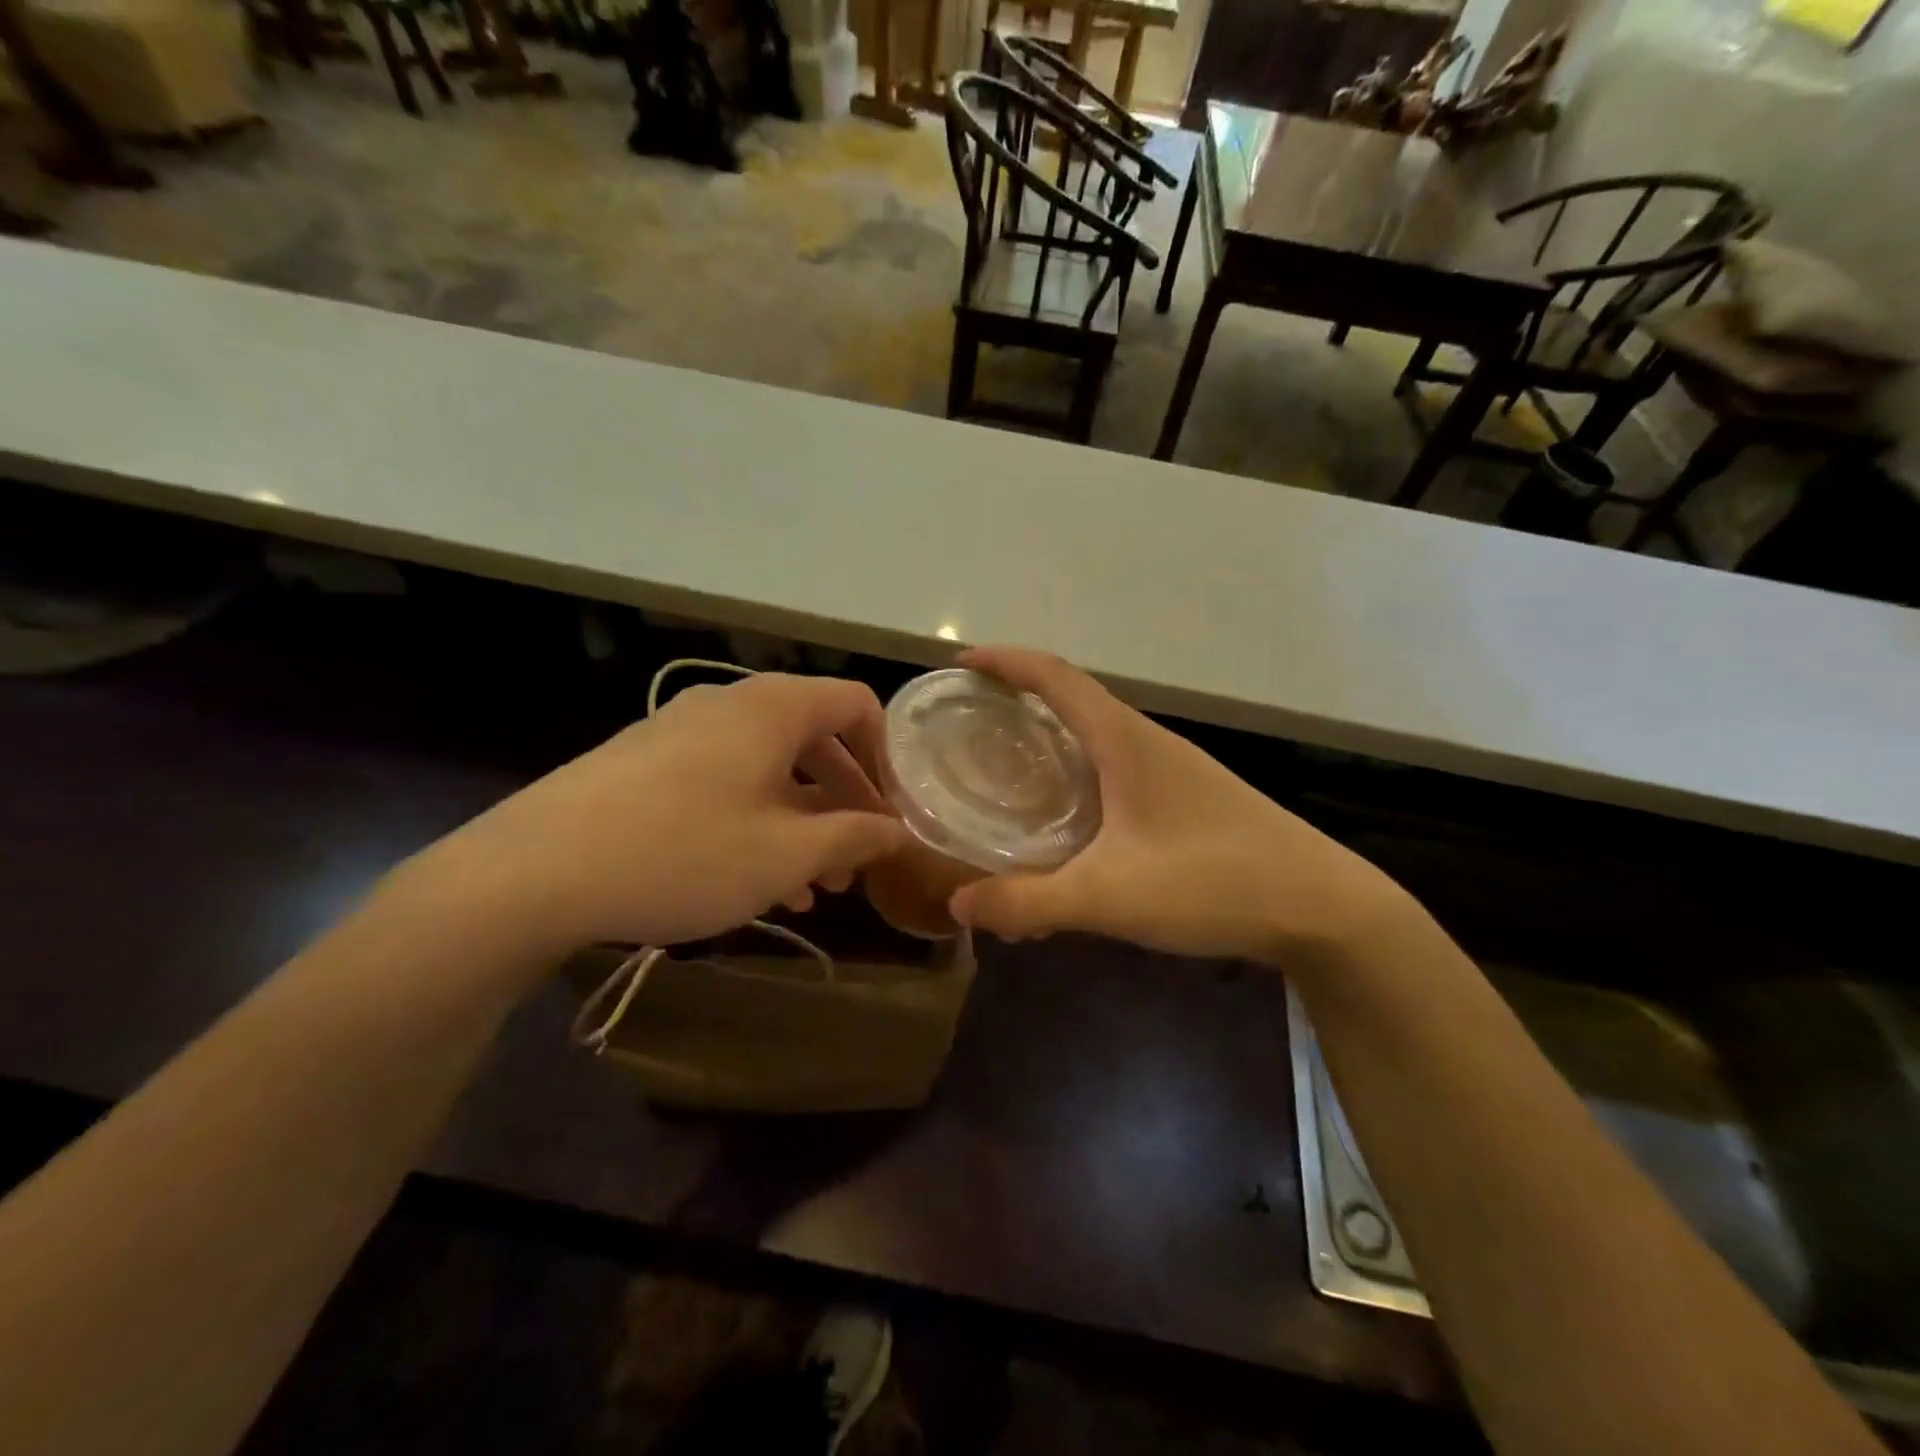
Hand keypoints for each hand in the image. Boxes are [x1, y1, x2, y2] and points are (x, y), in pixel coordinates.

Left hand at [415, 672, 911, 953]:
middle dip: (846, 799)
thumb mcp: (786, 854)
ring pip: (770, 768)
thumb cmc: (684, 852)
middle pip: (816, 738)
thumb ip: (854, 837)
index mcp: (774, 708)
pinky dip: (758, 821)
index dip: (887, 755)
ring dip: (804, 820)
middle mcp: (732, 705)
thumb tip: (897, 831)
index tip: (894, 810)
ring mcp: (684, 731)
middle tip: (860, 857)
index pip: (858, 703)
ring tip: (817, 887)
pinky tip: (760, 881)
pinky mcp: (648, 764)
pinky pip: (727, 782)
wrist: (534, 872)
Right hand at [948, 648, 1408, 963]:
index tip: (960, 665)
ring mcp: (1171, 770)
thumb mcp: (1109, 896)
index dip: (1004, 662)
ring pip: (1094, 741)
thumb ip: (1028, 902)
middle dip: (1016, 703)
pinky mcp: (1185, 799)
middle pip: (1071, 702)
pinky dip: (1076, 783)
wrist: (1322, 907)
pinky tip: (1065, 831)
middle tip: (968, 729)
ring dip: (1048, 746)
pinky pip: (1114, 774)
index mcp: (1125, 740)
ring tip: (1005, 777)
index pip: (1054, 676)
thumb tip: (958, 905)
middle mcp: (1146, 742)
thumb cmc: (1213, 881)